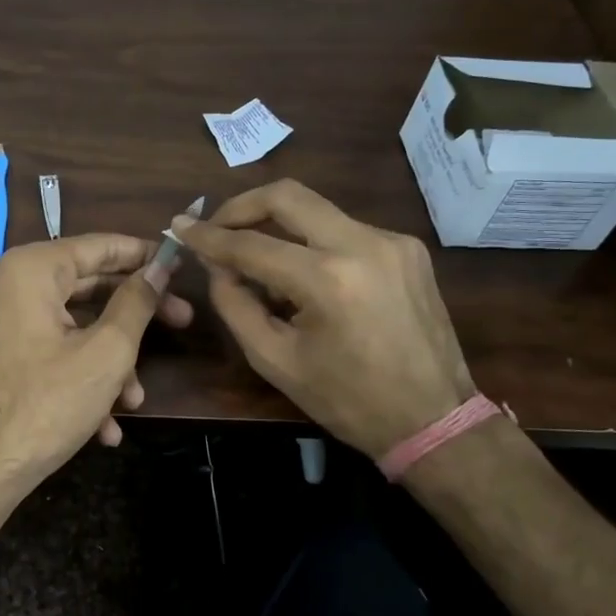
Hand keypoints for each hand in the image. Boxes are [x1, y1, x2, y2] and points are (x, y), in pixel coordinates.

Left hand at [0, 234, 193, 519]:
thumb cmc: (43, 406)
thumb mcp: (104, 354)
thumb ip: (136, 304)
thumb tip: (158, 269)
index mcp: (31, 270)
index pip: (99, 245)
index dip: (144, 254)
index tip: (181, 265)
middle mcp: (8, 285)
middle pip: (87, 286)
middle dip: (135, 316)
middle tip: (182, 323)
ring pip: (72, 328)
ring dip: (110, 362)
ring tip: (134, 401)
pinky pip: (48, 353)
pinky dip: (79, 378)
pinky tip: (104, 426)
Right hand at [172, 179, 473, 459]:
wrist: (434, 420)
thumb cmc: (347, 400)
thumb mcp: (274, 360)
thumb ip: (235, 304)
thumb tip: (215, 264)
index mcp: (328, 280)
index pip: (251, 244)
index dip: (208, 236)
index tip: (180, 226)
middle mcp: (363, 244)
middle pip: (288, 196)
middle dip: (242, 206)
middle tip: (217, 227)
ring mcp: (392, 241)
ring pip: (317, 211)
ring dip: (279, 228)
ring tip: (259, 264)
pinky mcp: (408, 247)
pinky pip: (345, 230)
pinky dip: (313, 244)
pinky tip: (306, 278)